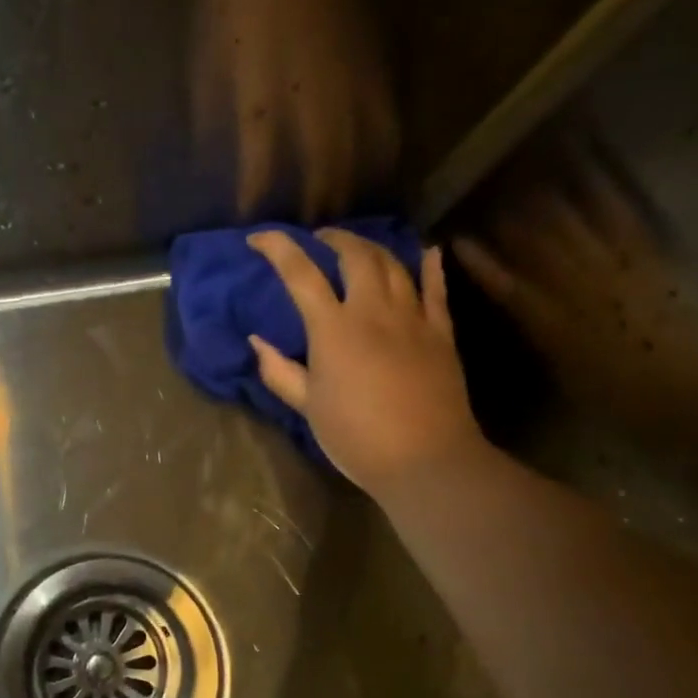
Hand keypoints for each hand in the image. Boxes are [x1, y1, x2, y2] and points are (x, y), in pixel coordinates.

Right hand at [247, 230, 486, 495]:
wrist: (425, 460)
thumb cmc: (356, 437)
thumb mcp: (308, 407)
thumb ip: (279, 371)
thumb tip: (257, 341)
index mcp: (333, 329)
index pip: (300, 273)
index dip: (277, 248)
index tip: (259, 238)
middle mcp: (373, 312)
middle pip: (355, 255)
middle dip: (333, 238)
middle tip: (319, 239)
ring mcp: (412, 318)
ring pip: (393, 265)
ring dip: (372, 248)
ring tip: (358, 247)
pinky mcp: (441, 333)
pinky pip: (437, 290)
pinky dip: (431, 267)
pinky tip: (428, 252)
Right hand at [454, 172, 697, 463]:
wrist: (688, 403)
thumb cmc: (615, 398)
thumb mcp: (561, 371)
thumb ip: (537, 331)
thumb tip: (517, 302)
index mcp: (550, 323)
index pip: (505, 284)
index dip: (480, 260)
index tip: (457, 238)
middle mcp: (578, 292)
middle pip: (537, 246)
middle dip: (511, 217)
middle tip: (490, 188)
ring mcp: (616, 273)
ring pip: (574, 226)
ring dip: (550, 196)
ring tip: (531, 167)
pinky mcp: (649, 264)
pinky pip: (623, 222)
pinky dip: (605, 196)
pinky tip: (591, 175)